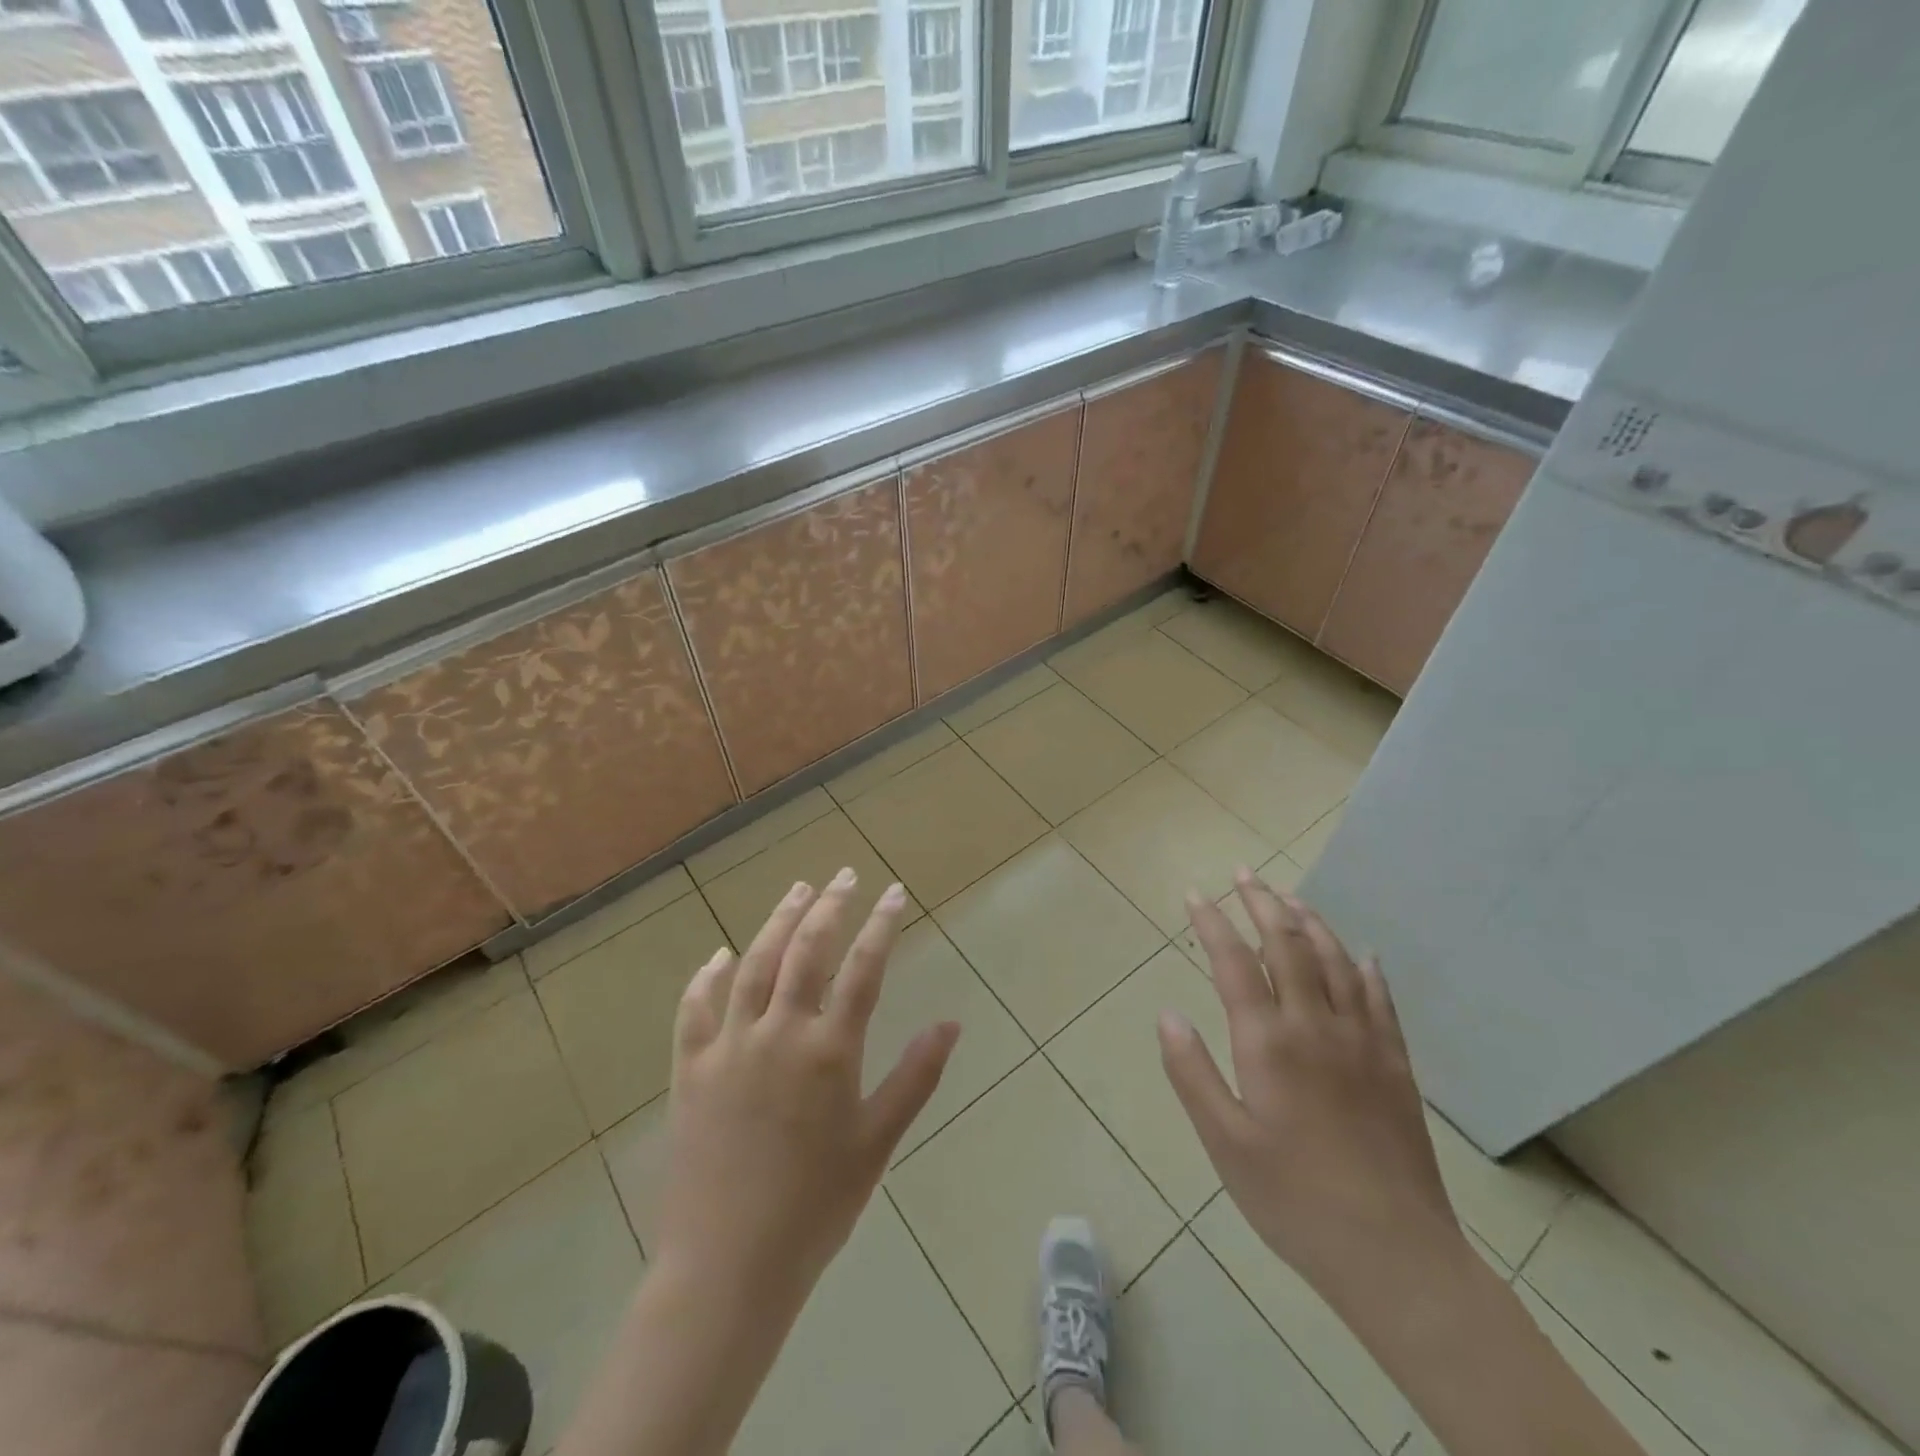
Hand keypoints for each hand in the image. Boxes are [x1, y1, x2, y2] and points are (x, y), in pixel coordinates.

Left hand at [652, 869, 959, 1312]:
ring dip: (777, 922)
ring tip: (797, 890)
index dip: (882, 924)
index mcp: (829, 1050)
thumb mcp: (878, 1142)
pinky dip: (707, 977)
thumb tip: (951, 1022)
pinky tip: (719, 955)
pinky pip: (695, 1009)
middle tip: (844, 876)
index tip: (895, 891)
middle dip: (829, 906)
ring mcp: (729, 1046)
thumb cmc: (816, 1207)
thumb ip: (915, 1076)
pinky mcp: (690, 1069)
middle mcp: (778, 1033)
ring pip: (754, 964)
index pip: (863, 968)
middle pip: (806, 950)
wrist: (728, 1266)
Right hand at [1158, 871, 1464, 1311]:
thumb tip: (1167, 1014)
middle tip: (1245, 874)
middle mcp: (1315, 1026)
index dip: (1212, 922)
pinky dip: (1365, 968)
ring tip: (1290, 898)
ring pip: (1335, 961)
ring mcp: (1362, 1042)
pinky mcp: (1396, 1065)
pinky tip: (1362, 955)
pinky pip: (1380, 999)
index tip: (1196, 894)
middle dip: (1262, 903)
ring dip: (1310, 923)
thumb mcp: (1224, 1143)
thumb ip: (1191, 1073)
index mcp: (1268, 1043)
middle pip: (1287, 945)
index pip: (1233, 962)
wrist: (1395, 1255)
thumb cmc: (1293, 1199)